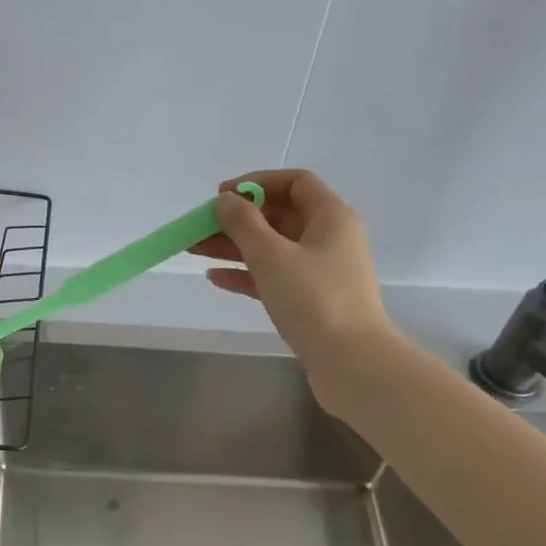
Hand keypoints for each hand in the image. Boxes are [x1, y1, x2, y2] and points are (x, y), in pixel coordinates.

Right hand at [190, 169, 392, 404]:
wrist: (351, 363)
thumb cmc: (313, 299)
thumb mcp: (271, 255)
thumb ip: (244, 223)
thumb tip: (226, 201)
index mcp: (331, 217)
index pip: (295, 182)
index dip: (257, 183)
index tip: (222, 195)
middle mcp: (329, 238)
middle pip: (279, 216)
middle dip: (237, 219)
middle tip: (199, 227)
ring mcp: (320, 271)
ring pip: (272, 249)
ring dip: (234, 247)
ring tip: (194, 250)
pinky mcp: (311, 301)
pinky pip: (274, 277)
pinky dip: (247, 274)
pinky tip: (215, 278)